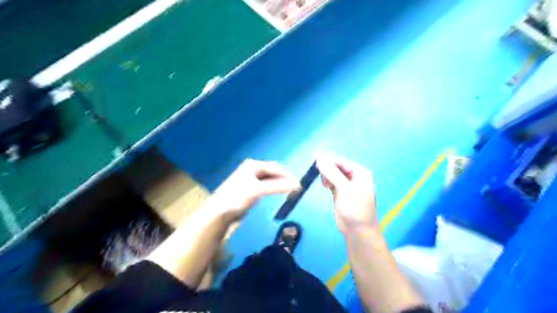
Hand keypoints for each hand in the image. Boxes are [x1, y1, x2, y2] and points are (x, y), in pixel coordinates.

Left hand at [211, 160, 300, 220]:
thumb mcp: (259, 190)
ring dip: (279, 184)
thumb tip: (297, 185)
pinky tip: (277, 194)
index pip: (276, 168)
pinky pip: (266, 186)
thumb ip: (278, 186)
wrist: (220, 212)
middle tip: (295, 189)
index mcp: (253, 165)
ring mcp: (250, 179)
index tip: (298, 185)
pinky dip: (273, 189)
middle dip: (284, 179)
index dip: (287, 175)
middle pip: (273, 172)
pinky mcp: (250, 189)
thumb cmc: (238, 197)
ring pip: (270, 180)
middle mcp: (252, 169)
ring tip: (289, 192)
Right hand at [315, 154, 375, 234]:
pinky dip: (327, 182)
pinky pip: (332, 182)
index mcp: (360, 173)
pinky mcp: (340, 193)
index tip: (314, 158)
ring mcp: (347, 185)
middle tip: (317, 171)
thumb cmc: (354, 208)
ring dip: (326, 176)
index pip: (341, 162)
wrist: (357, 231)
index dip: (328, 160)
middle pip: (337, 167)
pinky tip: (325, 185)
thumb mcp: (344, 188)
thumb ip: (332, 173)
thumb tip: (319, 158)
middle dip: (327, 168)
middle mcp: (354, 177)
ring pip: (333, 175)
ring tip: (324, 183)